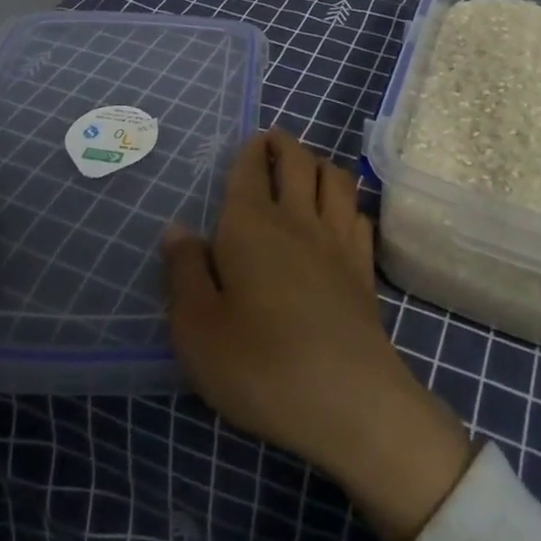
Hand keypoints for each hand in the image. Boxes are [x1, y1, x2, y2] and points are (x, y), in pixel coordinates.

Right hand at [160, 128, 475, 540]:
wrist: (346, 398)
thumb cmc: (259, 363)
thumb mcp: (196, 327)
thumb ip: (184, 271)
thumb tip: (177, 228)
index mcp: (250, 223)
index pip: (250, 168)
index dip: (250, 150)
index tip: (249, 142)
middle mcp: (296, 218)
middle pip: (297, 160)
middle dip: (285, 143)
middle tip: (274, 141)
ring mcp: (337, 239)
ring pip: (335, 178)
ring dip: (320, 163)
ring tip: (309, 166)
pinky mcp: (364, 268)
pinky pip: (359, 215)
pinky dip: (349, 202)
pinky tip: (342, 214)